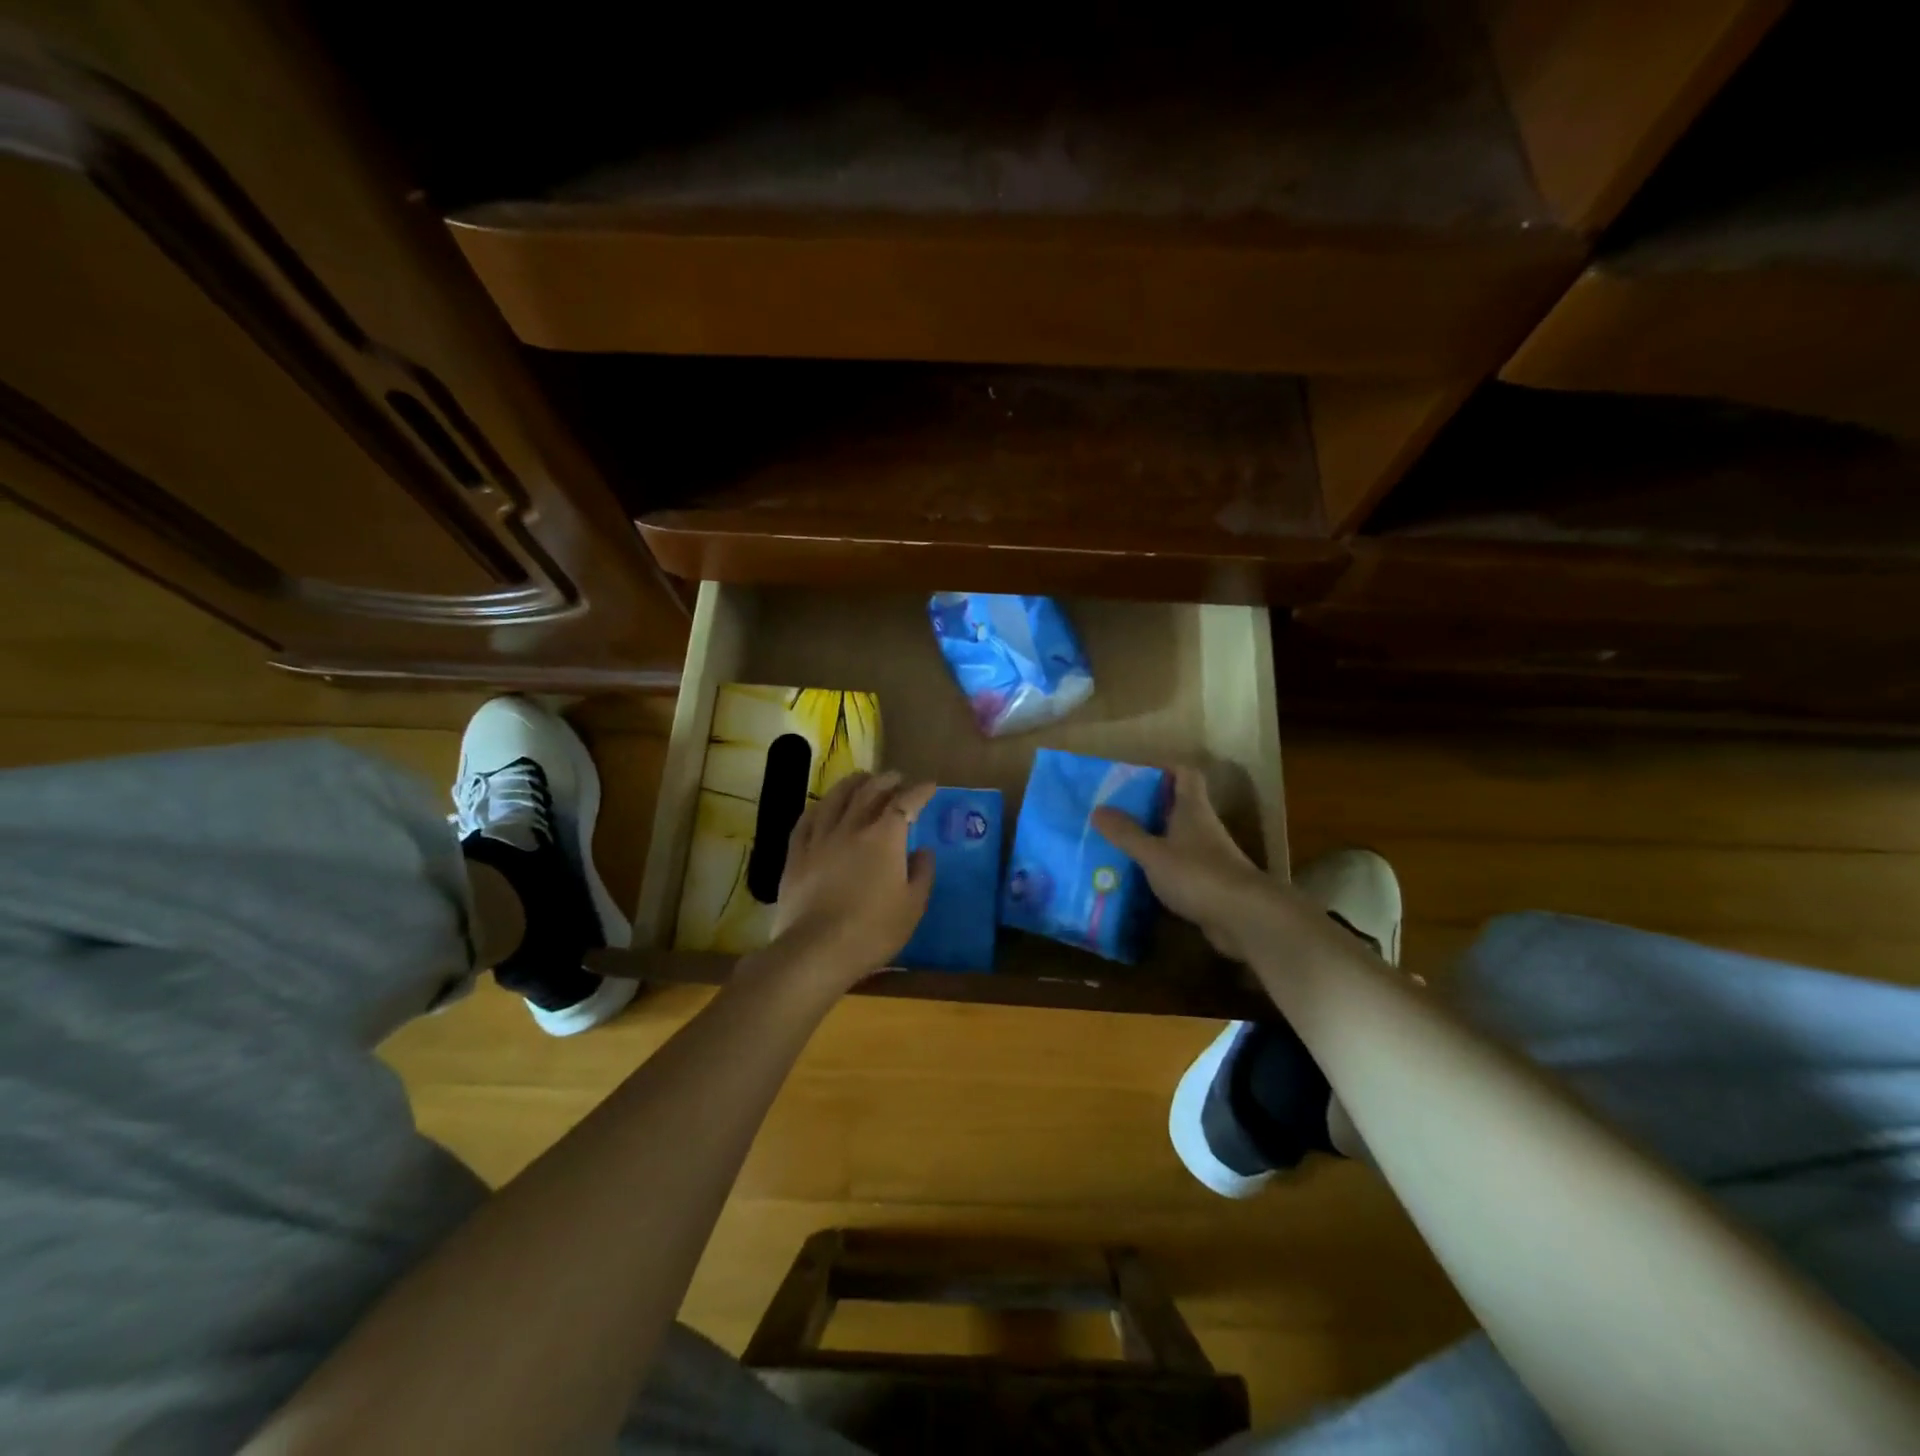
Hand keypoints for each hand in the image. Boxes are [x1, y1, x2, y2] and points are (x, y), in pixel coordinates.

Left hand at [772, 771, 936, 985]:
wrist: (817, 950)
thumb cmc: (873, 930)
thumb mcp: (912, 906)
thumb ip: (922, 873)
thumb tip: (923, 850)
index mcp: (885, 837)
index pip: (906, 803)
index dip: (919, 792)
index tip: (929, 786)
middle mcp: (852, 827)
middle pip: (869, 792)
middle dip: (886, 780)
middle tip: (896, 777)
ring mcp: (820, 838)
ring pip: (835, 799)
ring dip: (852, 784)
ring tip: (860, 778)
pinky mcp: (796, 854)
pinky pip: (806, 820)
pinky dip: (818, 807)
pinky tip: (821, 805)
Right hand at [1091, 766, 1275, 961]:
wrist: (1243, 917)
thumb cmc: (1197, 874)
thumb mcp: (1153, 853)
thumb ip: (1126, 833)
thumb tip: (1097, 809)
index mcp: (1192, 809)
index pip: (1185, 774)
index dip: (1164, 769)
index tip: (1135, 775)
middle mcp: (1203, 827)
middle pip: (1177, 806)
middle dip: (1148, 806)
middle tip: (1115, 811)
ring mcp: (1209, 857)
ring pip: (1177, 839)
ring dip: (1153, 839)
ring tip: (1119, 843)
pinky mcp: (1209, 884)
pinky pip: (1180, 868)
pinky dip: (1161, 869)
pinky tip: (1138, 878)